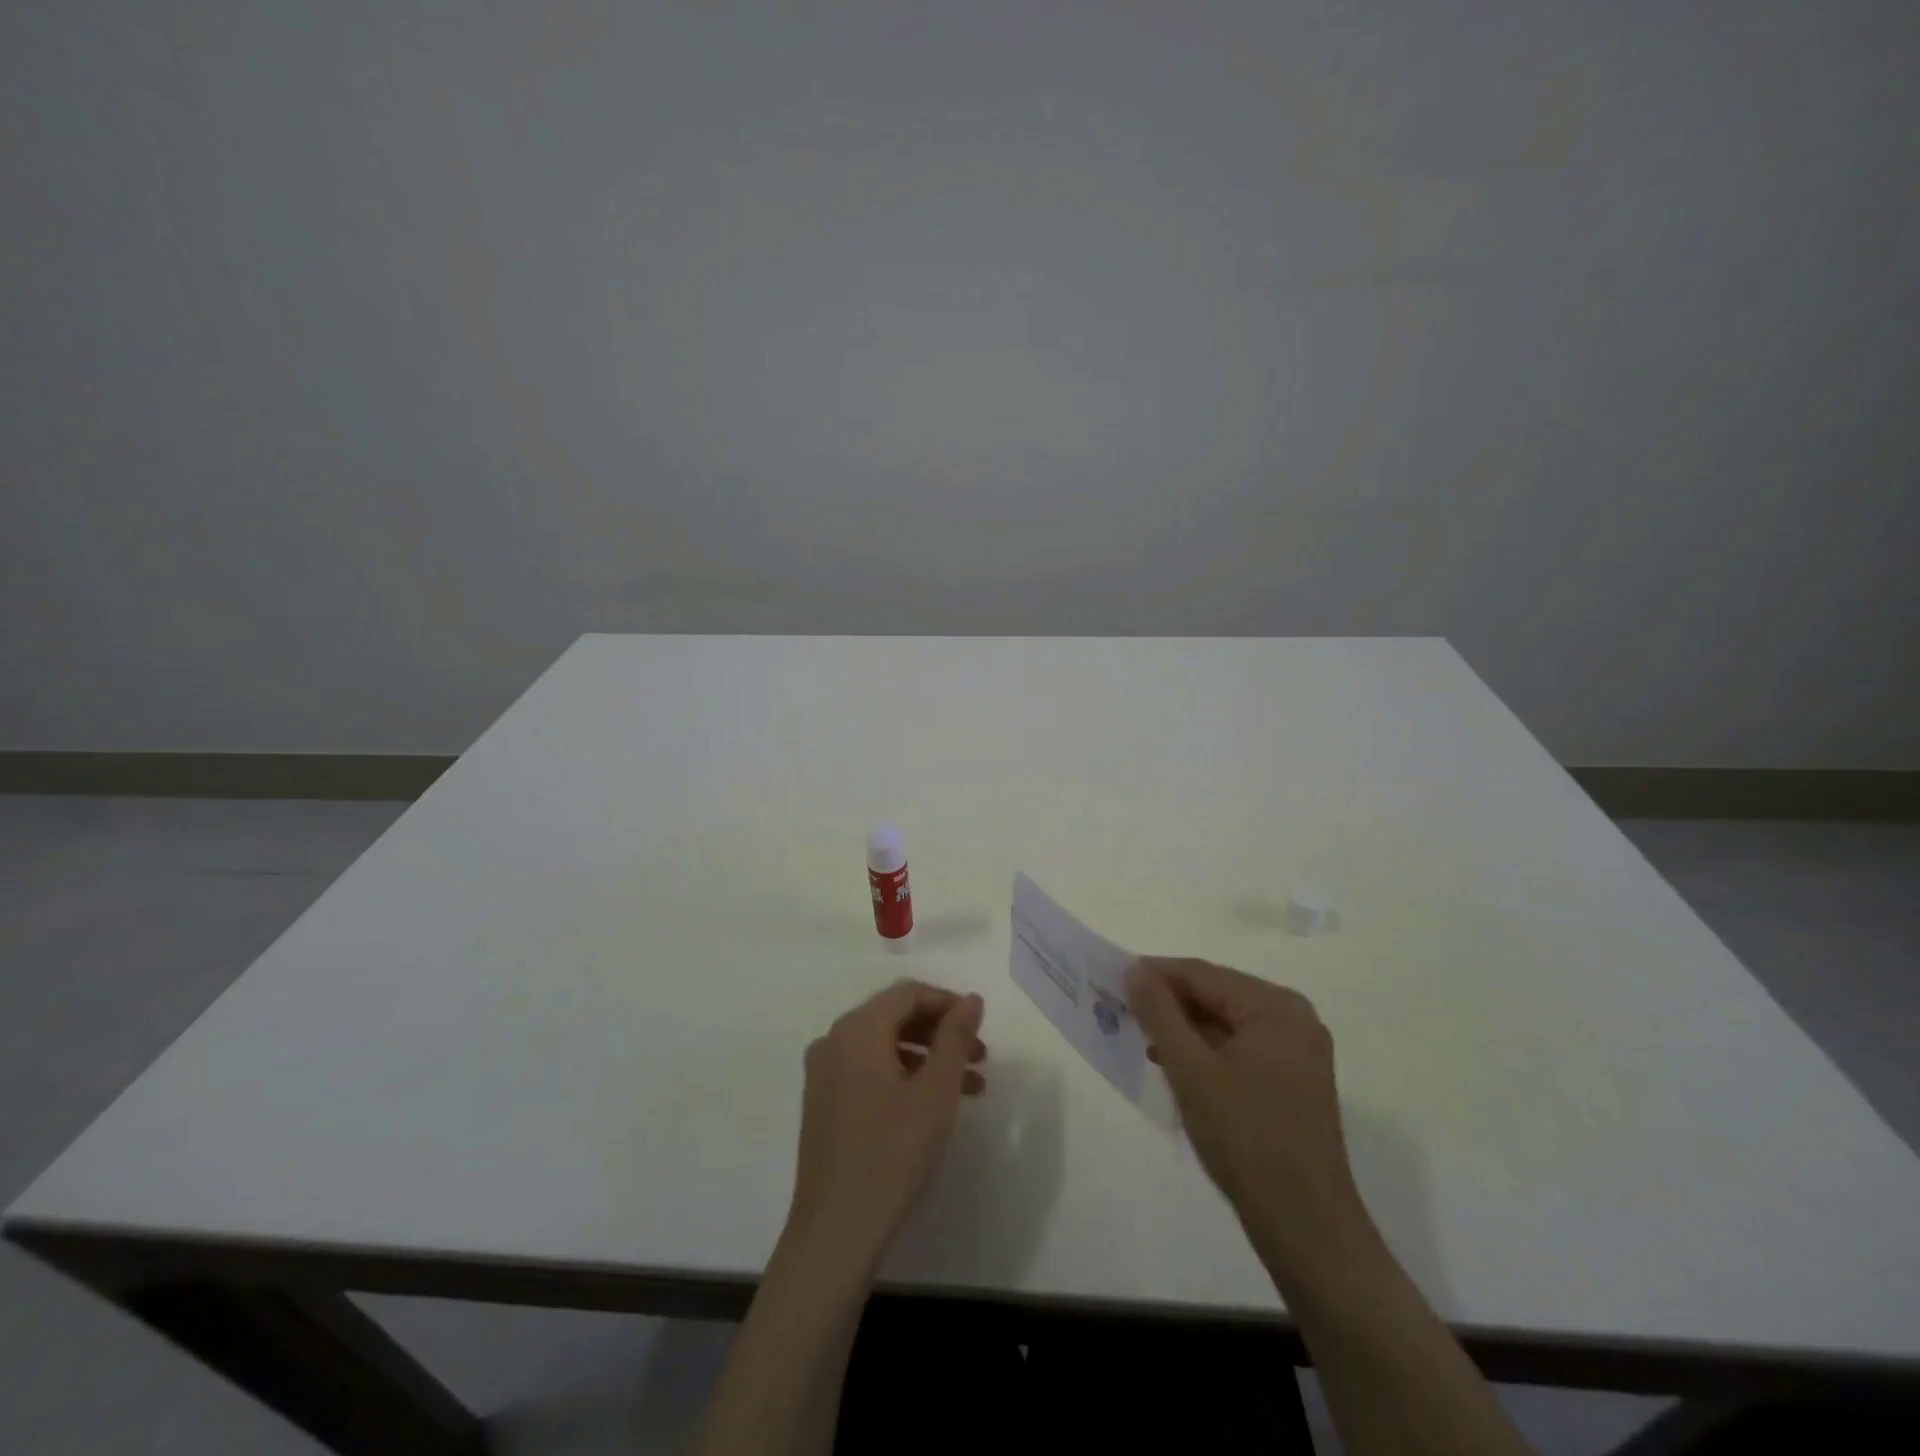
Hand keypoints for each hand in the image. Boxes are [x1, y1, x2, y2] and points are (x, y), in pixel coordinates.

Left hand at [785, 980, 986, 1275]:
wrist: (836, 1232)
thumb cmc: (892, 1153)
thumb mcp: (936, 1092)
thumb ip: (956, 1037)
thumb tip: (971, 999)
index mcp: (857, 1029)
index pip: (908, 993)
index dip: (948, 1002)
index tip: (981, 1025)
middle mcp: (834, 1040)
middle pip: (895, 1016)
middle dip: (941, 1032)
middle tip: (980, 1056)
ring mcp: (824, 1073)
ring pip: (884, 1046)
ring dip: (927, 1057)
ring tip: (970, 1086)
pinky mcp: (823, 1103)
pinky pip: (868, 1070)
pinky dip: (903, 1075)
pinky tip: (931, 1104)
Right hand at [1127, 957, 1367, 1276]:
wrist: (1305, 1227)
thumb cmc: (1245, 1138)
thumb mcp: (1190, 1070)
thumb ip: (1159, 1013)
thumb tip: (1134, 971)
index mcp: (1275, 1006)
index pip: (1202, 974)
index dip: (1155, 974)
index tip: (1111, 979)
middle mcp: (1293, 1018)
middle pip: (1217, 994)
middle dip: (1169, 1002)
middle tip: (1122, 1009)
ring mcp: (1298, 1051)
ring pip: (1227, 1022)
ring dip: (1185, 1027)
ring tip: (1142, 1037)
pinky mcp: (1295, 1080)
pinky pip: (1242, 1046)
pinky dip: (1207, 1050)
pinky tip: (1176, 1064)